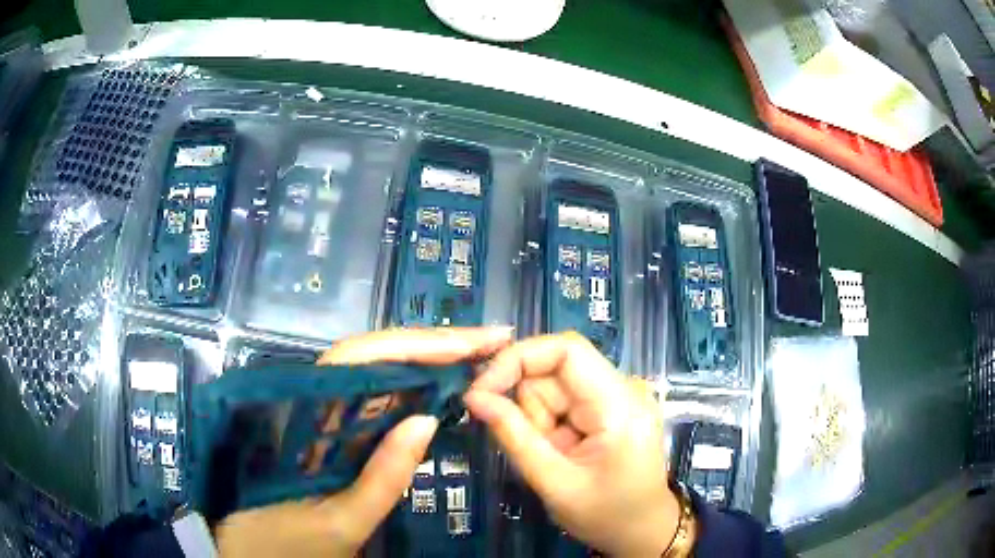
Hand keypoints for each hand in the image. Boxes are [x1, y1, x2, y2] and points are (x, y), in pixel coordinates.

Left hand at [214, 327, 512, 557]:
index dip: (418, 344)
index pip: (363, 360)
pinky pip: (376, 397)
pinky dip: (413, 387)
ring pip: (377, 371)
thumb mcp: (342, 523)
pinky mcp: (335, 429)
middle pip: (375, 355)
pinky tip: (443, 388)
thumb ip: (383, 478)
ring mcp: (325, 413)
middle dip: (434, 344)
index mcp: (306, 416)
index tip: (473, 343)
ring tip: (479, 356)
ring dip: (427, 360)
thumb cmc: (290, 541)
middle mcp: (314, 400)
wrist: (257, 551)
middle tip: (492, 340)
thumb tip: (427, 420)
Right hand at [464, 332, 678, 557]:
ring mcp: (618, 395)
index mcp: (619, 404)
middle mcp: (623, 387)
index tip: (481, 390)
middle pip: (554, 372)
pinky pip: (564, 400)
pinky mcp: (610, 405)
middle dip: (530, 409)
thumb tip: (474, 397)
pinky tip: (564, 451)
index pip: (566, 350)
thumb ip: (514, 437)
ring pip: (553, 387)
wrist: (642, 530)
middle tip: (537, 449)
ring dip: (540, 421)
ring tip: (556, 457)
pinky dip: (550, 425)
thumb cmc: (606, 515)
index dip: (518, 358)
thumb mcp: (554, 483)